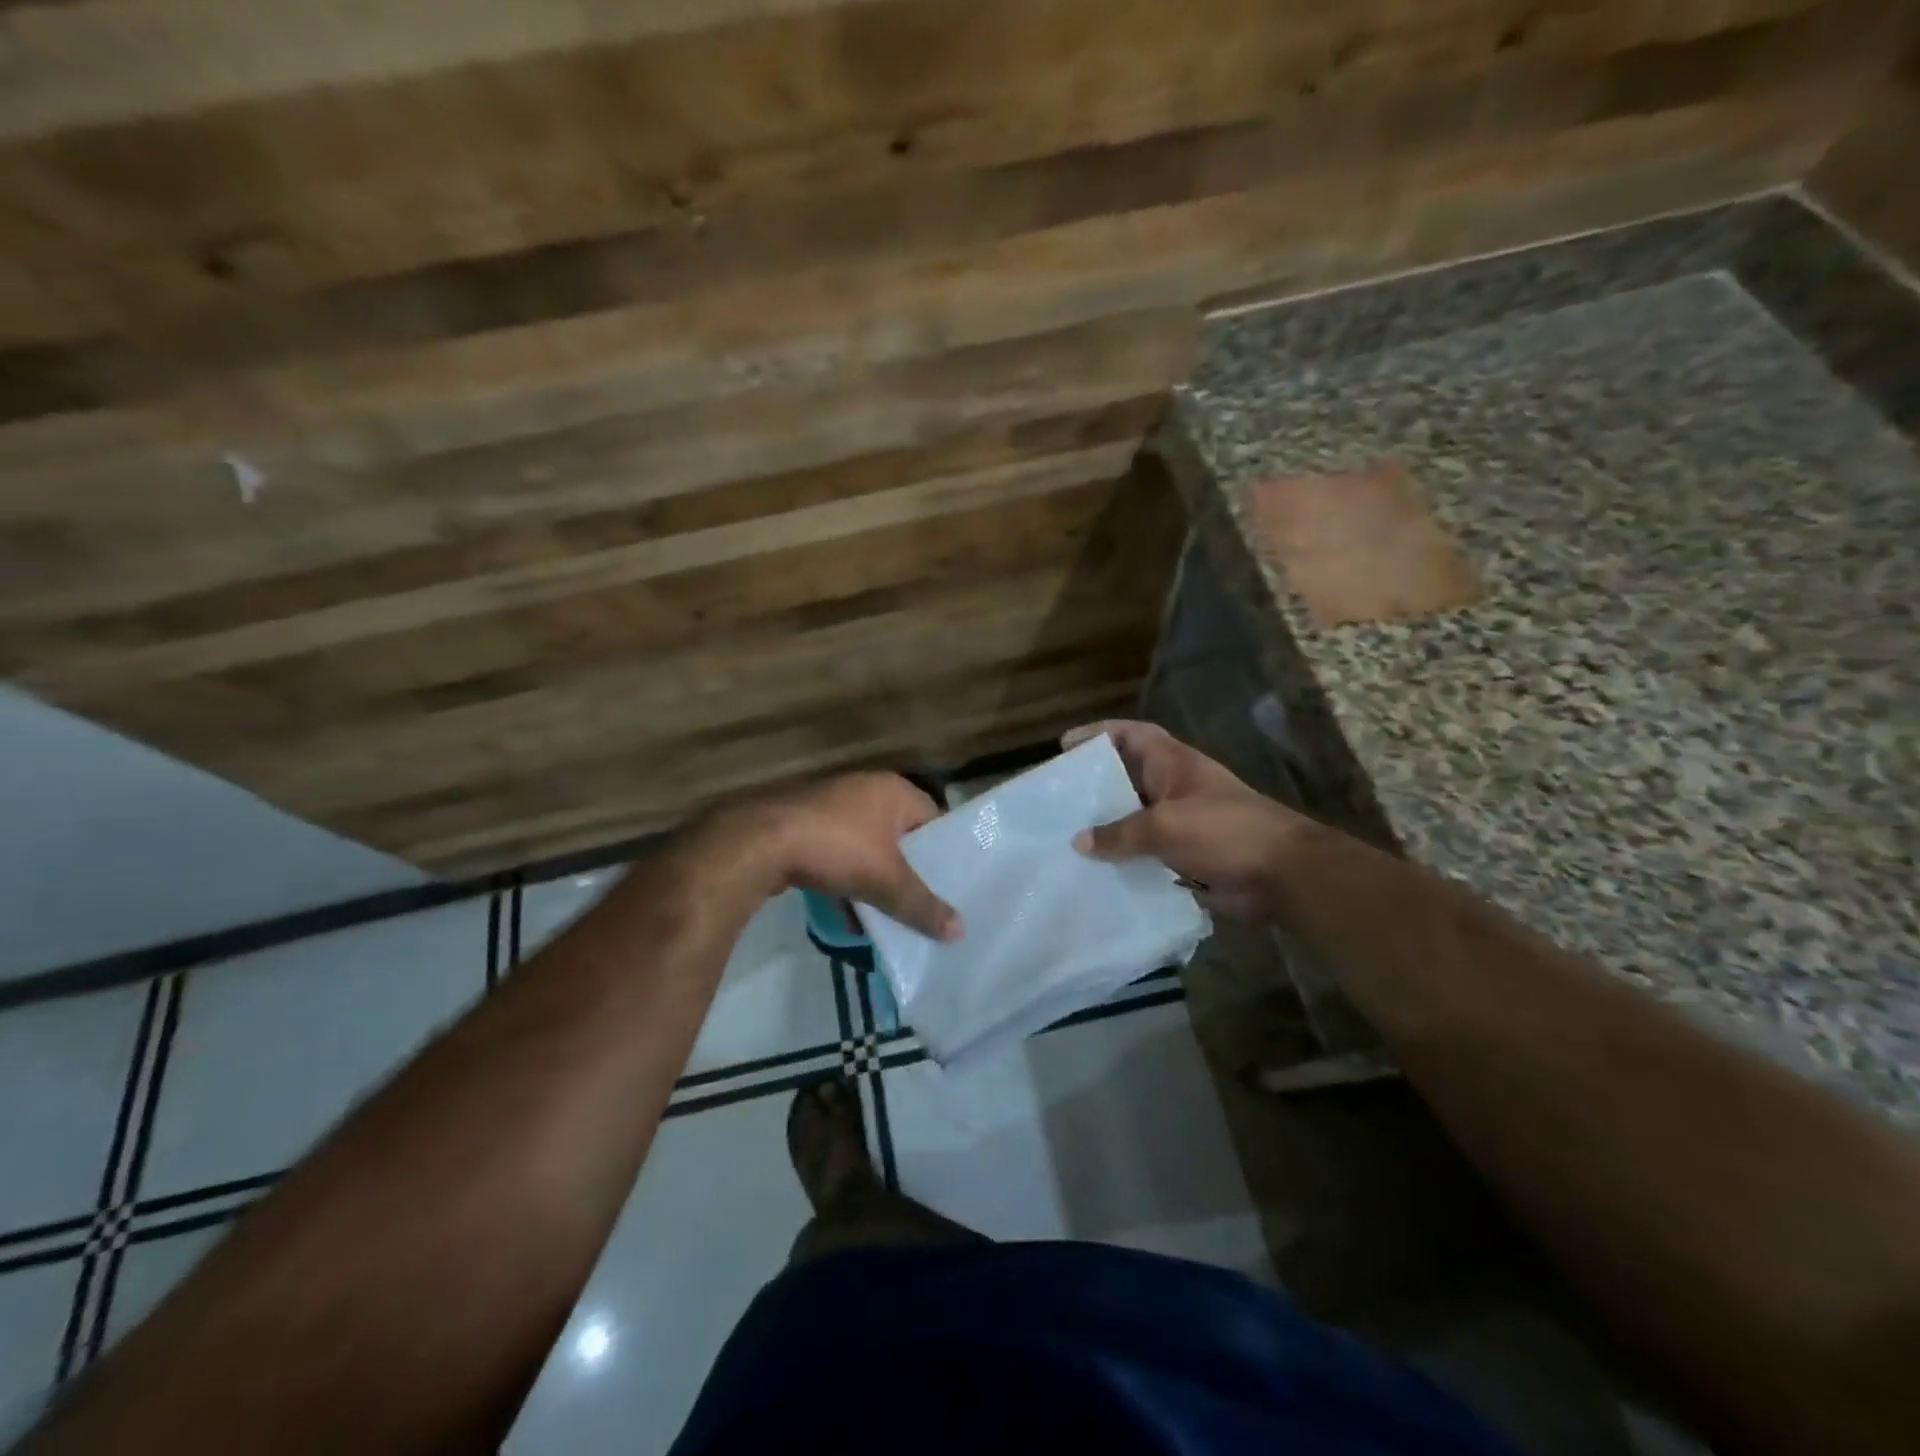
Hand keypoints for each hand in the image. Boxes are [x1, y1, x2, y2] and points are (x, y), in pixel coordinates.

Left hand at [752, 773, 961, 941]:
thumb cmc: (838, 848)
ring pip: (869, 847)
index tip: (952, 886)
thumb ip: (923, 906)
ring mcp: (833, 805)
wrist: (762, 842)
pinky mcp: (807, 824)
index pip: (935, 820)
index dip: (945, 853)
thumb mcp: (887, 882)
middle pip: (901, 836)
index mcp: (894, 791)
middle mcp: (866, 789)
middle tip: (924, 904)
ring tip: (890, 915)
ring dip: (877, 879)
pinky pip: (840, 854)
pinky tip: (850, 915)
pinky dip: (848, 880)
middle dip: (909, 872)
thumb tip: (960, 933)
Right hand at [1064, 720, 1304, 920]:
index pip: (1132, 735)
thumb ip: (1119, 833)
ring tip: (1064, 837)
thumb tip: (1079, 842)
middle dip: (1093, 786)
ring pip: (1133, 819)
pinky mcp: (1184, 855)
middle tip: (1055, 798)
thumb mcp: (1165, 826)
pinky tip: (1094, 872)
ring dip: (1105, 827)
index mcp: (1172, 764)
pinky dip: (1123, 859)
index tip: (1065, 745)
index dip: (1099, 733)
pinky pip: (1144, 853)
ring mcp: (1180, 822)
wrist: (1282, 875)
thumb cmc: (1224, 831)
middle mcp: (1173, 788)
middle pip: (1126, 778)